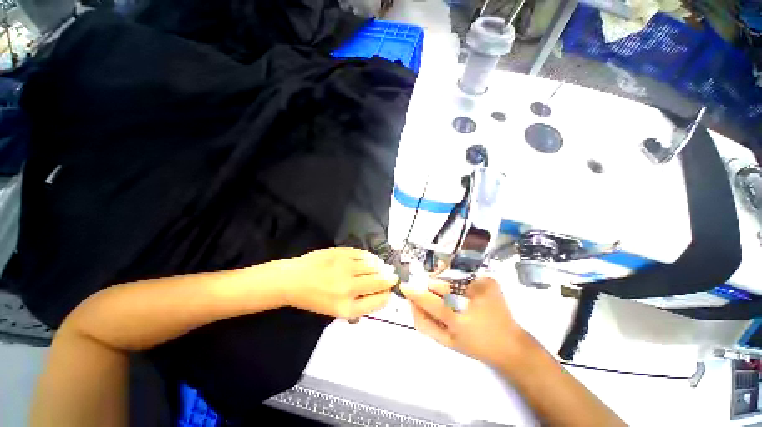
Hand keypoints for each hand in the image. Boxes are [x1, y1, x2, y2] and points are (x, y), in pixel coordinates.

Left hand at [280, 247, 397, 318]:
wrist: (293, 280)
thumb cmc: (314, 298)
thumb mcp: (336, 311)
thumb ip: (360, 304)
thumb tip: (381, 293)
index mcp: (346, 307)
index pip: (378, 300)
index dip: (387, 295)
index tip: (390, 291)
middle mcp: (348, 288)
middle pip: (379, 281)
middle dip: (390, 279)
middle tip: (393, 276)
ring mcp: (345, 267)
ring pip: (373, 266)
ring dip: (382, 267)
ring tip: (385, 268)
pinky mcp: (341, 253)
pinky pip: (363, 254)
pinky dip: (372, 258)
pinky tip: (373, 260)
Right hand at [401, 276, 525, 367]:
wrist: (510, 344)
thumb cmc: (475, 345)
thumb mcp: (446, 342)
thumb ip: (425, 323)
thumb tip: (411, 303)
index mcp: (459, 320)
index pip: (430, 301)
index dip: (415, 293)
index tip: (405, 286)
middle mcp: (471, 300)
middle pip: (440, 286)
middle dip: (432, 288)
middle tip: (435, 295)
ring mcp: (482, 286)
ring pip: (450, 278)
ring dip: (445, 284)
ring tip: (453, 295)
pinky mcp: (489, 280)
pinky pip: (464, 275)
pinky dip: (459, 280)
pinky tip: (465, 291)